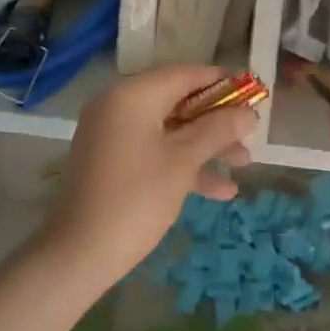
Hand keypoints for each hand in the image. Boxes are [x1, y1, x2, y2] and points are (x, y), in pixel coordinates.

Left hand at [42, 65, 256, 286]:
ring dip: (205, 146)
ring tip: (243, 164)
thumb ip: (218, 130)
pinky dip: (182, 164)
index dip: (222, 82)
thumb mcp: (183, 162)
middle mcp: (119, 106)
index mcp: (132, 95)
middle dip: (217, 120)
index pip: (185, 74)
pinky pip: (154, 151)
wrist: (77, 256)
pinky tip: (219, 191)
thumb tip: (249, 113)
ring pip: (169, 130)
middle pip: (178, 102)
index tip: (253, 93)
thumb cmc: (135, 199)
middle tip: (250, 134)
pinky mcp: (112, 162)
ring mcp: (113, 135)